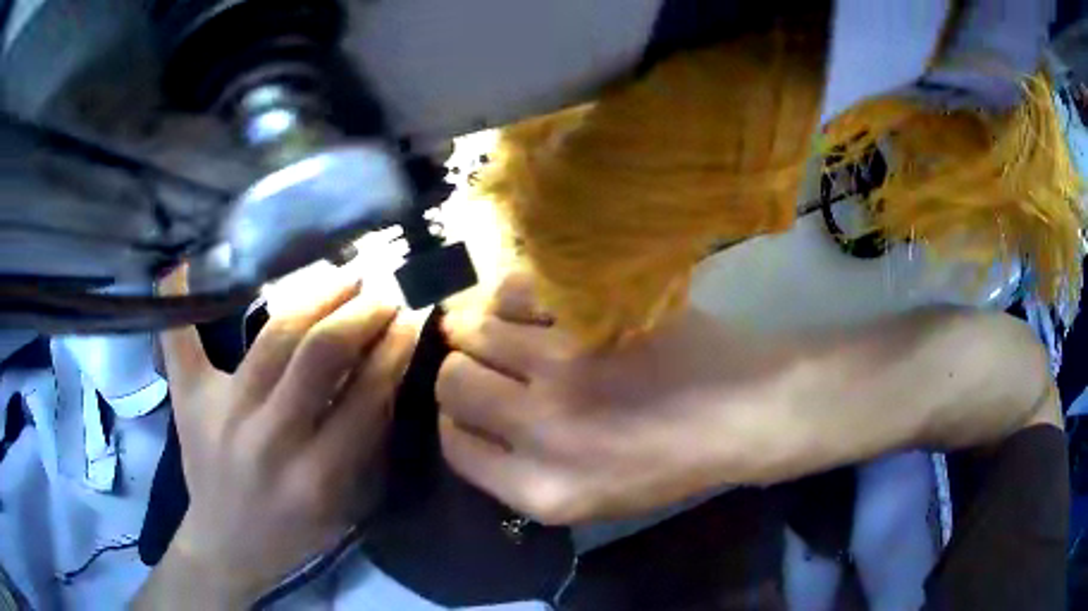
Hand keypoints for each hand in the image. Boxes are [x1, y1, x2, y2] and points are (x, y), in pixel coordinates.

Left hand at [136, 271, 416, 607]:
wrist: (228, 545)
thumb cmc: (296, 533)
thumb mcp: (345, 507)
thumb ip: (367, 445)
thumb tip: (386, 375)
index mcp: (317, 477)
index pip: (364, 397)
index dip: (392, 350)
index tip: (412, 319)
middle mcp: (269, 438)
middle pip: (319, 353)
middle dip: (360, 313)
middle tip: (383, 291)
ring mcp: (225, 412)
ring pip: (273, 335)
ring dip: (315, 296)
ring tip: (343, 277)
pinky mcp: (189, 400)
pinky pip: (181, 342)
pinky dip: (180, 303)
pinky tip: (185, 265)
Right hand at [436, 273, 788, 524]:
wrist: (740, 411)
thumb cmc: (668, 462)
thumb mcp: (587, 500)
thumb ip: (517, 473)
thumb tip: (466, 421)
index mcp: (541, 490)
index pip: (452, 445)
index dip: (455, 420)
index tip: (473, 405)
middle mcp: (541, 431)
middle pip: (453, 382)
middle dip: (461, 371)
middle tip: (488, 363)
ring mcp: (565, 365)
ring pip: (475, 330)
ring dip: (483, 329)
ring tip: (510, 332)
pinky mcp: (589, 315)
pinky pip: (514, 292)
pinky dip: (514, 297)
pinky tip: (536, 310)